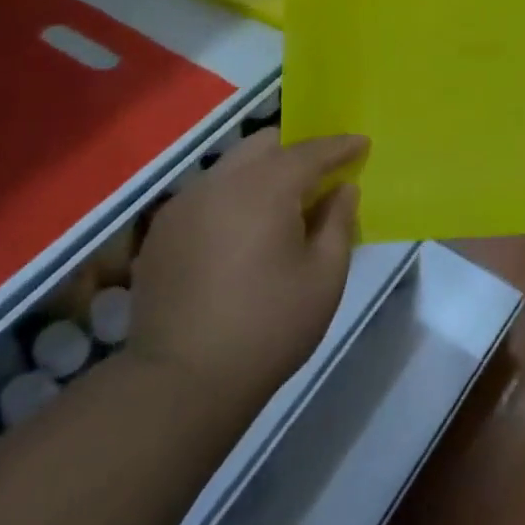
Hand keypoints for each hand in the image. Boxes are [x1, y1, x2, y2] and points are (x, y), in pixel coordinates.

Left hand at [130, 129, 364, 406]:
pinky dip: (234, 195)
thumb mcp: (324, 276)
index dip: (340, 146)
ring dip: (263, 171)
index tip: (362, 143)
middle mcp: (221, 182)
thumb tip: (343, 189)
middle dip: (297, 149)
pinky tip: (243, 228)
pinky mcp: (162, 231)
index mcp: (265, 188)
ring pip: (232, 165)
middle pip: (265, 144)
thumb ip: (338, 222)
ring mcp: (184, 204)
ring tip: (283, 201)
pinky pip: (208, 193)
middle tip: (322, 171)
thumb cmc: (269, 327)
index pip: (310, 151)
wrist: (181, 381)